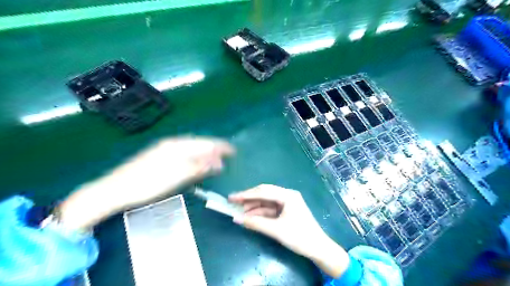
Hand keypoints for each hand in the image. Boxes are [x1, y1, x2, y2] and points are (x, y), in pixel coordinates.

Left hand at [106, 136, 236, 207]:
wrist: (115, 189)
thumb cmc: (147, 184)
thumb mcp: (176, 177)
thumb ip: (197, 167)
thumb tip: (217, 162)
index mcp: (177, 146)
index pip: (204, 143)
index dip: (220, 146)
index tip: (232, 151)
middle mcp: (172, 144)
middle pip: (199, 144)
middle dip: (214, 150)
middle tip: (226, 159)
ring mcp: (165, 150)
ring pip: (191, 149)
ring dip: (205, 154)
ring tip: (215, 162)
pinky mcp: (160, 156)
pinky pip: (184, 154)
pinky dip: (194, 158)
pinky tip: (197, 163)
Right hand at [230, 185, 350, 277]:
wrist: (318, 249)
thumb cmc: (299, 236)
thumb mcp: (276, 230)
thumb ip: (255, 223)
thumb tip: (236, 219)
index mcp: (287, 195)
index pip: (263, 191)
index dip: (246, 194)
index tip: (232, 197)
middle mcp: (287, 196)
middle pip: (264, 194)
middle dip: (248, 199)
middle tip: (233, 202)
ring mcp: (287, 203)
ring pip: (266, 202)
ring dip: (253, 207)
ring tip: (238, 212)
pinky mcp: (286, 212)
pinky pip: (270, 210)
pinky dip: (260, 213)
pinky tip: (250, 217)